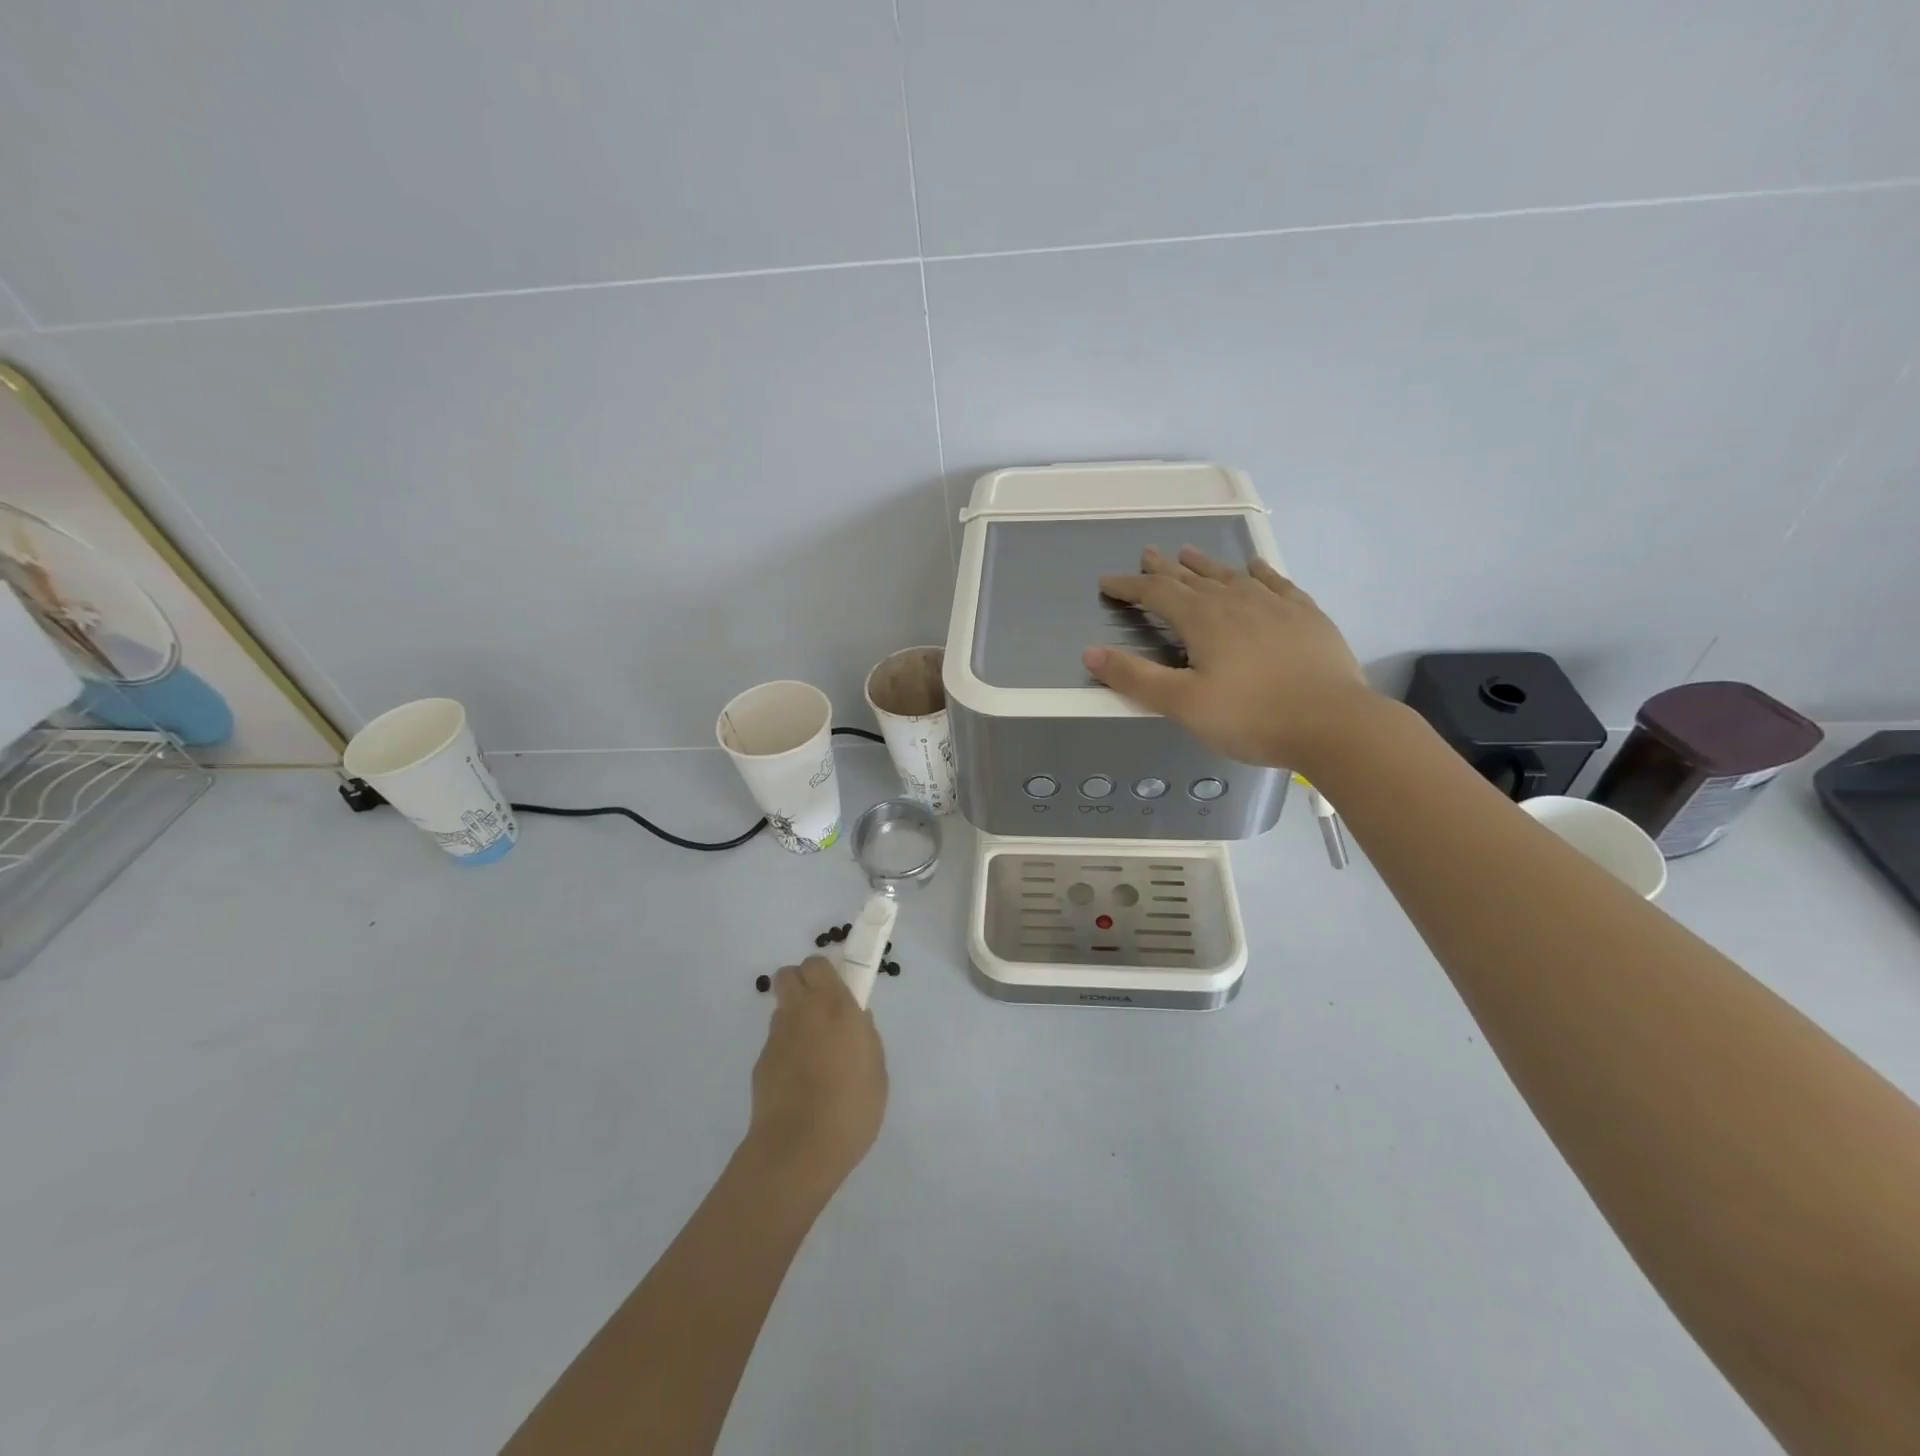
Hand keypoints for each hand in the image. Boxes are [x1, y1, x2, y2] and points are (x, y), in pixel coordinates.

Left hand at [743, 957, 887, 1202]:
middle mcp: (801, 1012)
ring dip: (795, 1022)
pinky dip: (786, 1054)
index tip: (837, 991)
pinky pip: (776, 1045)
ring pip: (782, 1011)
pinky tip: (799, 1085)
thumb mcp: (876, 1069)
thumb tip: (856, 1020)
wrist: (798, 1150)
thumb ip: (865, 1037)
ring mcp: (776, 1038)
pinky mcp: (760, 1064)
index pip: (817, 964)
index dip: (824, 974)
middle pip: (788, 975)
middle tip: (820, 1012)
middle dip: (801, 984)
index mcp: (834, 1006)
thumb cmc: (850, 1107)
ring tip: (813, 1058)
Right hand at [1084, 545, 1375, 770]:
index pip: (1156, 594)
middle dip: (1164, 568)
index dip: (1129, 586)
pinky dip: (1258, 572)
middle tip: (1148, 554)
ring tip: (1189, 552)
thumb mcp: (1183, 704)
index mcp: (1203, 620)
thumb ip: (1135, 678)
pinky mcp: (1306, 616)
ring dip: (1205, 564)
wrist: (1334, 724)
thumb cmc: (1251, 717)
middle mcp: (1236, 601)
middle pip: (1192, 577)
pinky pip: (1276, 583)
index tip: (1107, 582)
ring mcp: (1275, 605)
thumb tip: (1090, 653)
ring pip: (1231, 575)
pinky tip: (1255, 568)